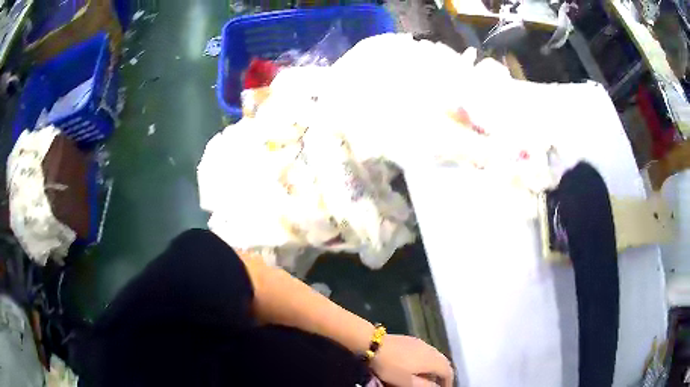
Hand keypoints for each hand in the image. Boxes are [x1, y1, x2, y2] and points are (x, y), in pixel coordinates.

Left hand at [370, 334, 453, 386]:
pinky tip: (416, 366)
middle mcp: (432, 350)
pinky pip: (426, 352)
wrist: (375, 344)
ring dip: (434, 368)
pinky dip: (426, 361)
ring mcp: (422, 343)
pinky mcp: (411, 340)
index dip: (448, 382)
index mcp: (434, 360)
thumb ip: (425, 386)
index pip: (448, 372)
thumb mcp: (407, 382)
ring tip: (427, 377)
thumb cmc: (392, 367)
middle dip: (442, 375)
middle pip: (443, 363)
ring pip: (434, 357)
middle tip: (437, 384)